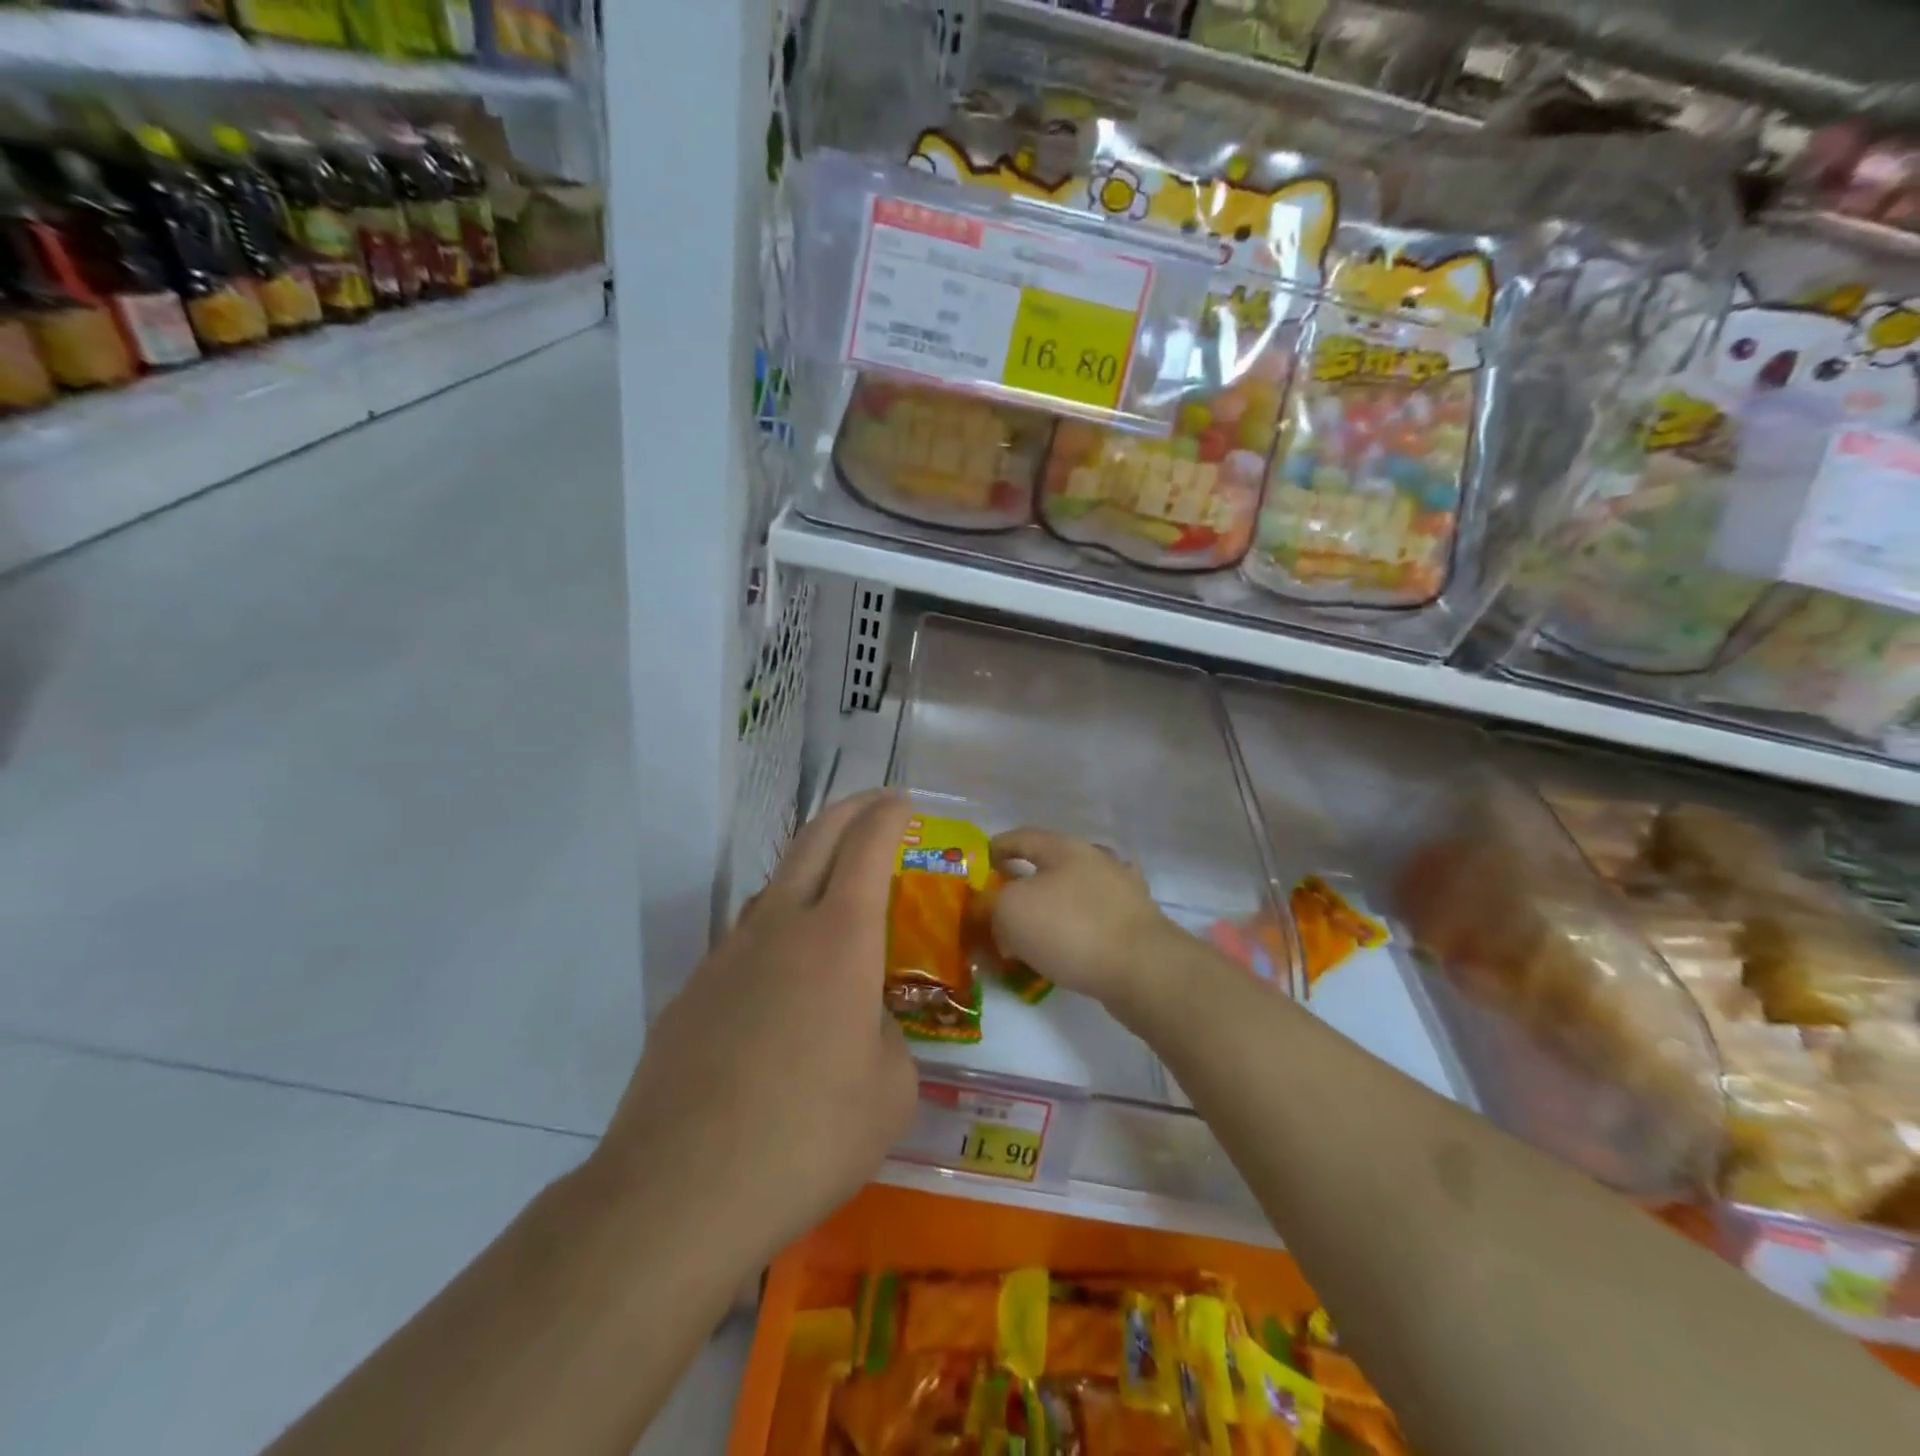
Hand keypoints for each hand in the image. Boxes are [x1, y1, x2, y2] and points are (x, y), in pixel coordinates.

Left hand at [594, 791, 918, 1262]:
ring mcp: (727, 957)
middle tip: (875, 804)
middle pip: (814, 841)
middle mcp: (780, 928)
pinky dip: (775, 936)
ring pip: (773, 888)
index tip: (903, 801)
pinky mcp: (691, 994)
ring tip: (832, 891)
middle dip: (850, 811)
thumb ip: (887, 1038)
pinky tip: (781, 988)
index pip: (867, 848)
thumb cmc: (808, 1136)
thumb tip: (862, 1027)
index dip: (888, 816)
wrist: (679, 1192)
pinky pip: (744, 943)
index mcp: (839, 939)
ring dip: (808, 870)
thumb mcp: (890, 1091)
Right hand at [988, 828, 1181, 1010]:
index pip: (1021, 838)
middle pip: (1049, 867)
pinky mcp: (1136, 924)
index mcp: (1065, 847)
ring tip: (1028, 937)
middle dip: (1022, 885)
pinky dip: (1072, 934)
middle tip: (999, 908)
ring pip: (1072, 896)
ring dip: (1049, 912)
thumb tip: (999, 917)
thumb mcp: (1011, 911)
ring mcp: (1121, 892)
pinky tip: (1062, 953)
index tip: (979, 865)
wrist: (1143, 969)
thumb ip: (994, 905)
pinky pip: (1091, 923)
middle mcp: (1096, 860)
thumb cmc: (1071, 928)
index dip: (996, 848)